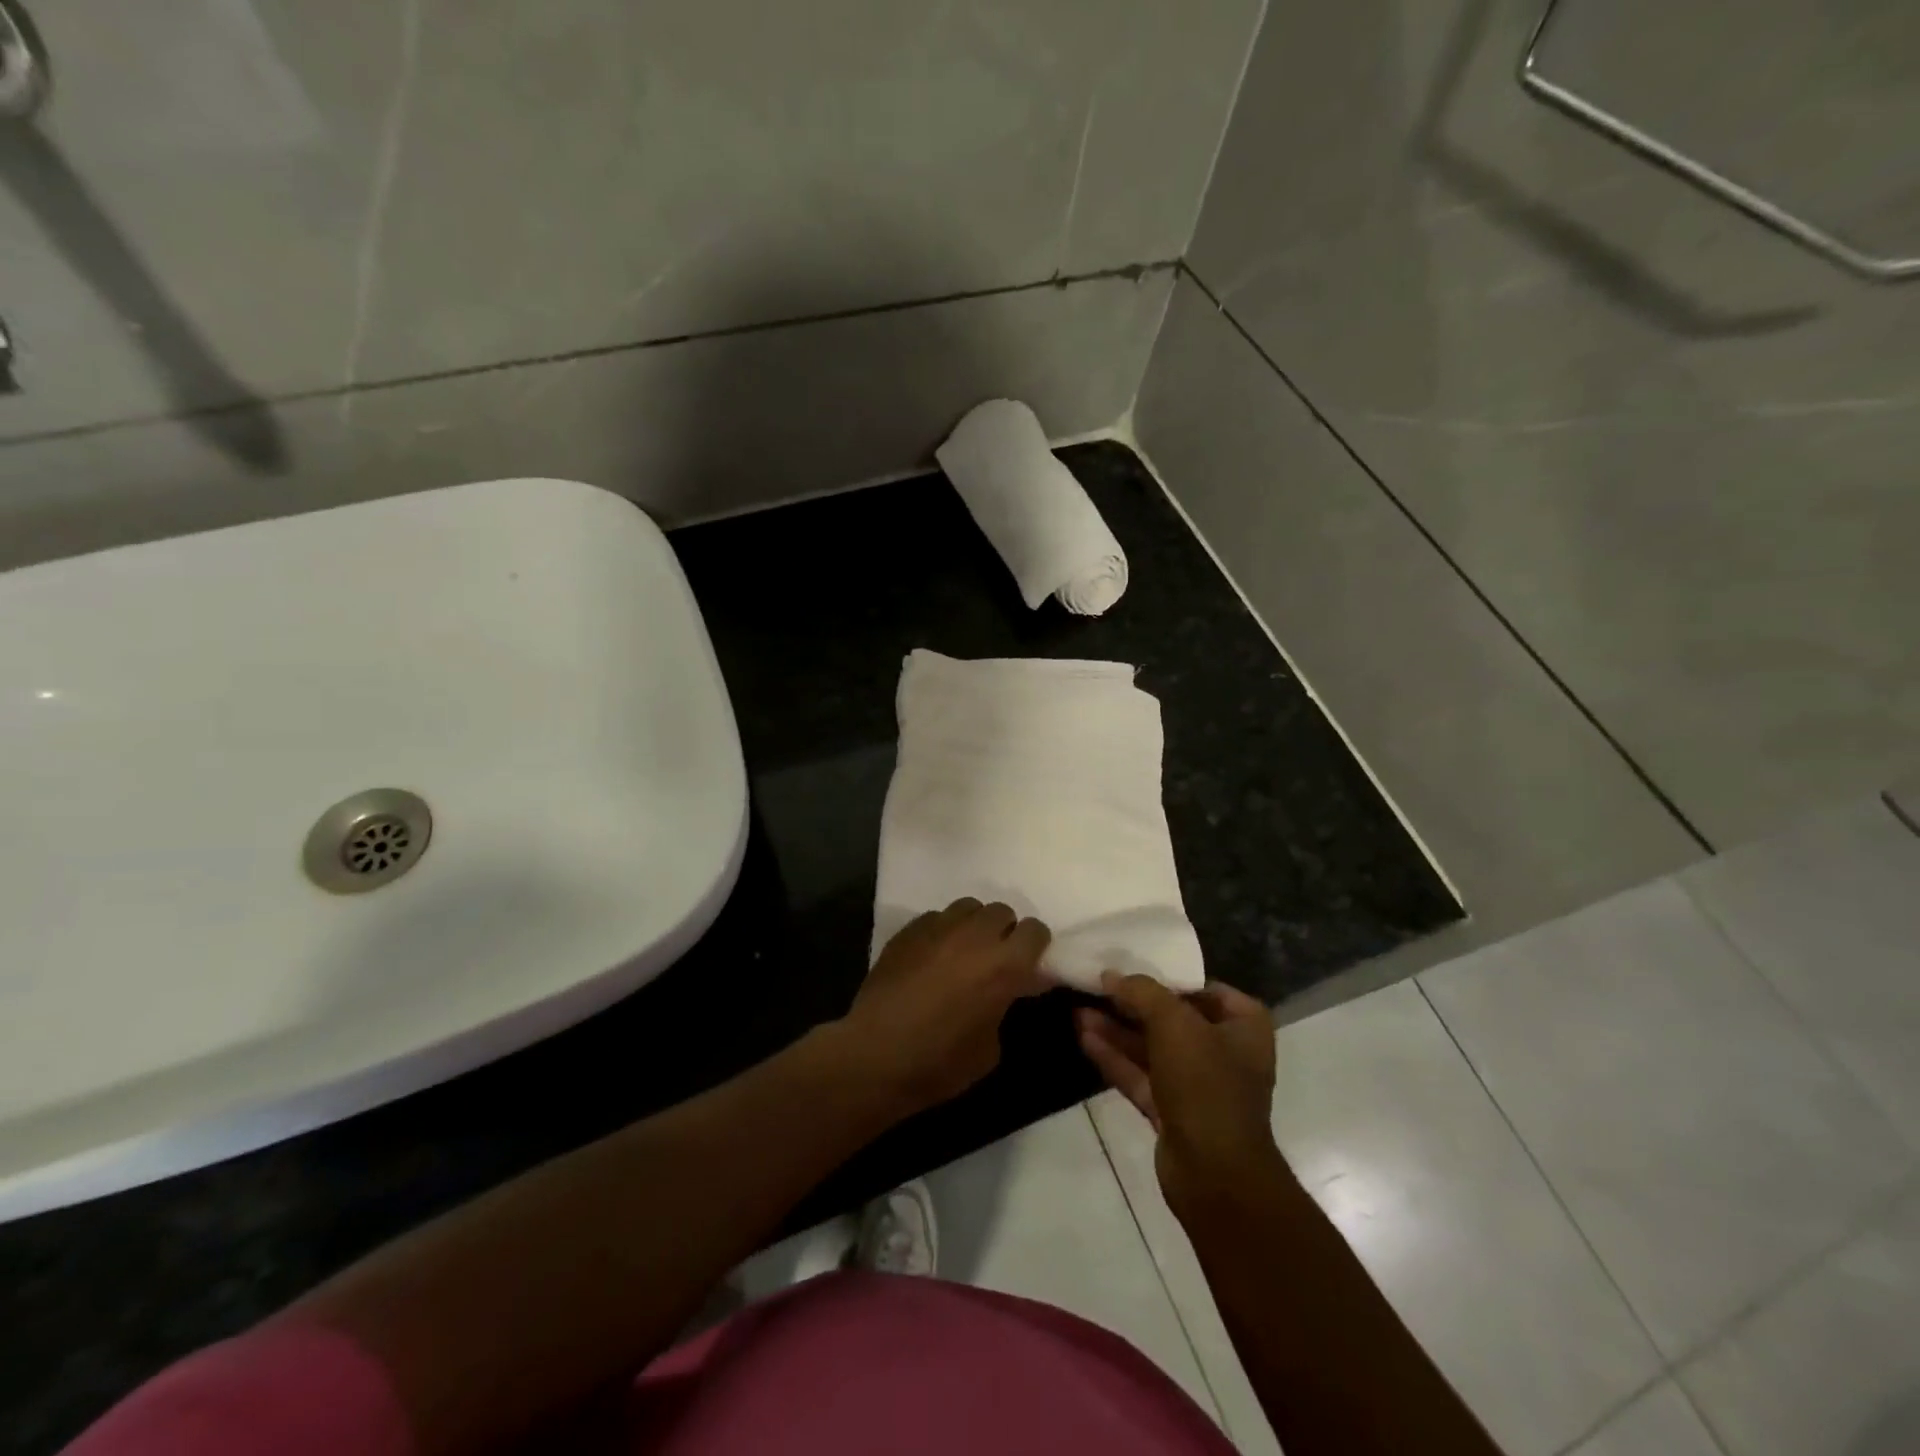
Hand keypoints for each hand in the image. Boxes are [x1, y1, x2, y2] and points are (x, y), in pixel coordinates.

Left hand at [834, 899, 1050, 1117]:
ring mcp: (938, 928)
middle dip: (1004, 932)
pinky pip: (936, 917)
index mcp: (1004, 965)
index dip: (1035, 947)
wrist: (875, 1056)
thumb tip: (1004, 992)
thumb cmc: (940, 1063)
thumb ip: (1003, 1006)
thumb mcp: (990, 1048)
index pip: (1035, 932)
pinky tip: (931, 957)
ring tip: (963, 952)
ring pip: (968, 907)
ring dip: (974, 925)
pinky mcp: (908, 930)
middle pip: (1002, 911)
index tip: (1028, 966)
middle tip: (994, 960)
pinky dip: (942, 932)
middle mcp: (974, 936)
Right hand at [1076, 974, 1281, 1218]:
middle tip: (1096, 986)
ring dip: (1117, 1030)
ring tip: (1078, 1008)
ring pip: (1151, 1048)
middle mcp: (1225, 1052)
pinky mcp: (1173, 1112)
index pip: (1204, 989)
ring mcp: (1198, 1085)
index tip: (1131, 967)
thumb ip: (1142, 992)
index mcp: (1243, 1026)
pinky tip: (1083, 1036)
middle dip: (1132, 1004)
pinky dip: (1115, 1057)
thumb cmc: (1206, 1084)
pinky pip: (1140, 1075)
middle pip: (1172, 1018)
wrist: (1215, 1175)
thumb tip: (1111, 975)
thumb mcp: (1174, 1023)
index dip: (1168, 977)